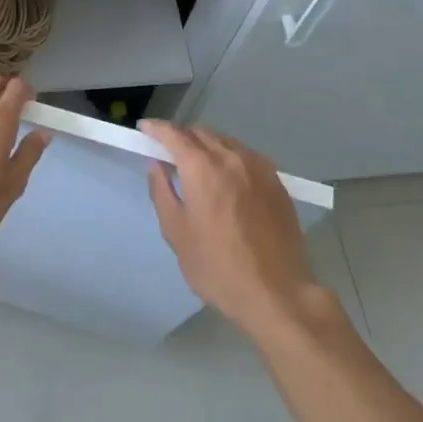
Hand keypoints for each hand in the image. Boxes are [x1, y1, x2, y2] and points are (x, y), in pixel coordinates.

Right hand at [142, 119, 322, 337]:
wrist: (277, 293)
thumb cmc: (218, 267)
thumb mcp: (177, 233)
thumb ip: (162, 192)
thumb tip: (156, 165)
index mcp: (202, 168)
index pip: (174, 134)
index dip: (157, 128)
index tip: (144, 129)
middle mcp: (231, 157)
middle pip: (201, 133)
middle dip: (181, 136)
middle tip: (168, 151)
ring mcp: (258, 167)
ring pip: (225, 141)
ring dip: (206, 144)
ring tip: (197, 164)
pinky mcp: (277, 182)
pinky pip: (246, 155)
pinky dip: (229, 156)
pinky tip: (228, 177)